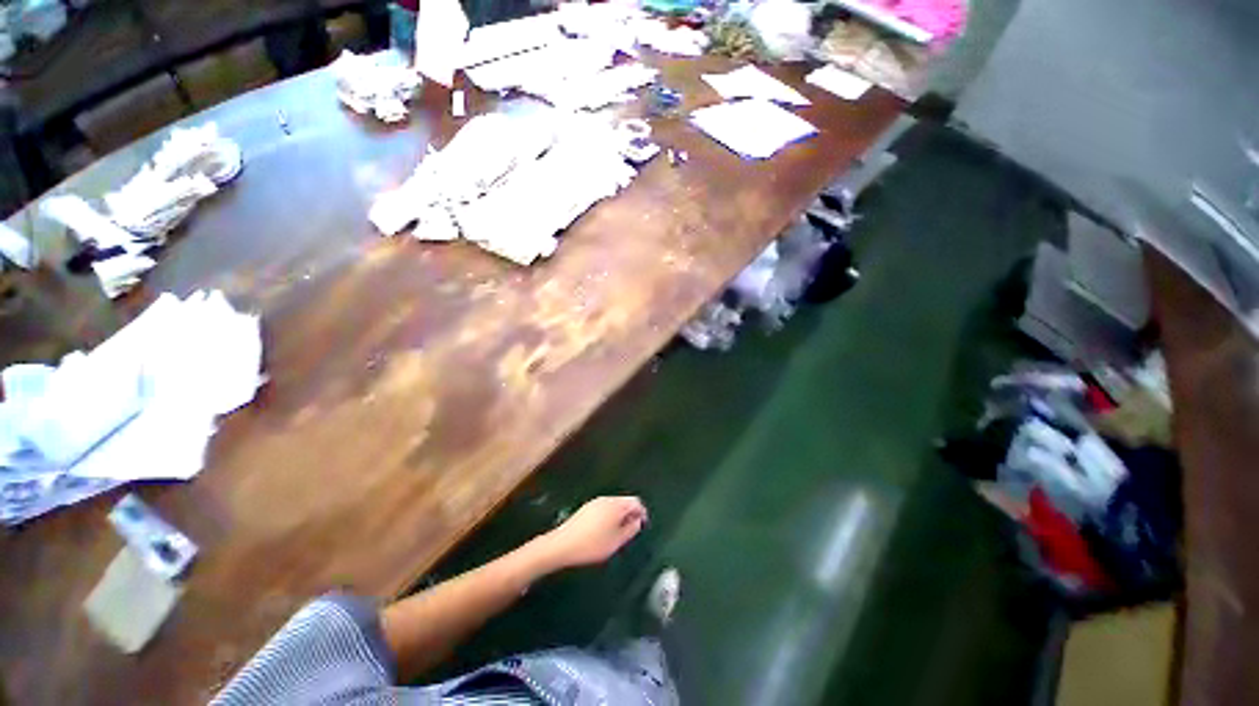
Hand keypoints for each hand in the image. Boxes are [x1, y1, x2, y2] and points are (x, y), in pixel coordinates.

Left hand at [537, 496, 647, 569]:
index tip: (642, 525)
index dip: (642, 512)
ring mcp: (595, 502)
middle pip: (624, 502)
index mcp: (616, 505)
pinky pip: (604, 508)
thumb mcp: (616, 541)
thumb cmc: (592, 544)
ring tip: (618, 534)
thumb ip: (631, 529)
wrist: (561, 544)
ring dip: (619, 516)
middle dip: (630, 514)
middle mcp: (606, 499)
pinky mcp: (586, 508)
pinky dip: (609, 517)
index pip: (635, 502)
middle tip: (631, 531)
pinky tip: (604, 532)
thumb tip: (638, 521)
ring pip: (614, 505)